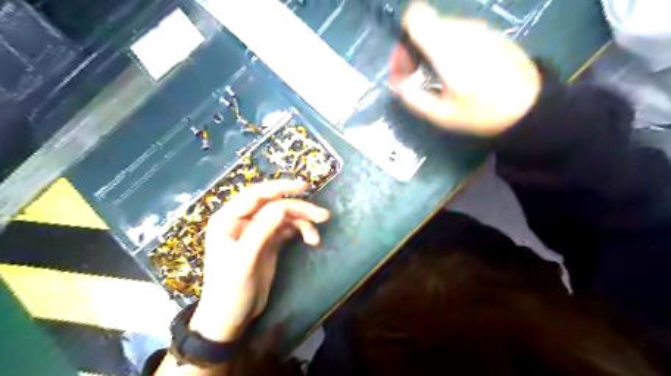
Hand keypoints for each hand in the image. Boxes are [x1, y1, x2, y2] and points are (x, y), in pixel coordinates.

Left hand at [187, 180, 328, 342]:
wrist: (230, 319)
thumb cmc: (229, 291)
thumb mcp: (243, 261)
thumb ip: (261, 232)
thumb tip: (282, 207)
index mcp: (228, 220)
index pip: (255, 195)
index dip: (280, 187)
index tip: (305, 186)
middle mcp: (243, 221)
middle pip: (274, 205)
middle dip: (298, 208)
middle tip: (323, 216)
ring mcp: (257, 231)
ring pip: (284, 217)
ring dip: (303, 221)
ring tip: (317, 235)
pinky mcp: (268, 242)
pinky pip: (287, 229)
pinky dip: (300, 231)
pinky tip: (311, 240)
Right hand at [391, 1, 541, 135]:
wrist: (530, 105)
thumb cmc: (482, 112)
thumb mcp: (442, 115)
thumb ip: (414, 98)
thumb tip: (398, 84)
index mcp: (447, 48)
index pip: (415, 16)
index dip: (403, 38)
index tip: (405, 64)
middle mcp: (461, 30)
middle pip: (425, 24)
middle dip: (413, 49)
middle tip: (415, 77)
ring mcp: (478, 29)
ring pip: (441, 29)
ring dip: (430, 49)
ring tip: (436, 77)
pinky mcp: (489, 32)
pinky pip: (458, 33)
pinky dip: (448, 48)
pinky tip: (456, 71)